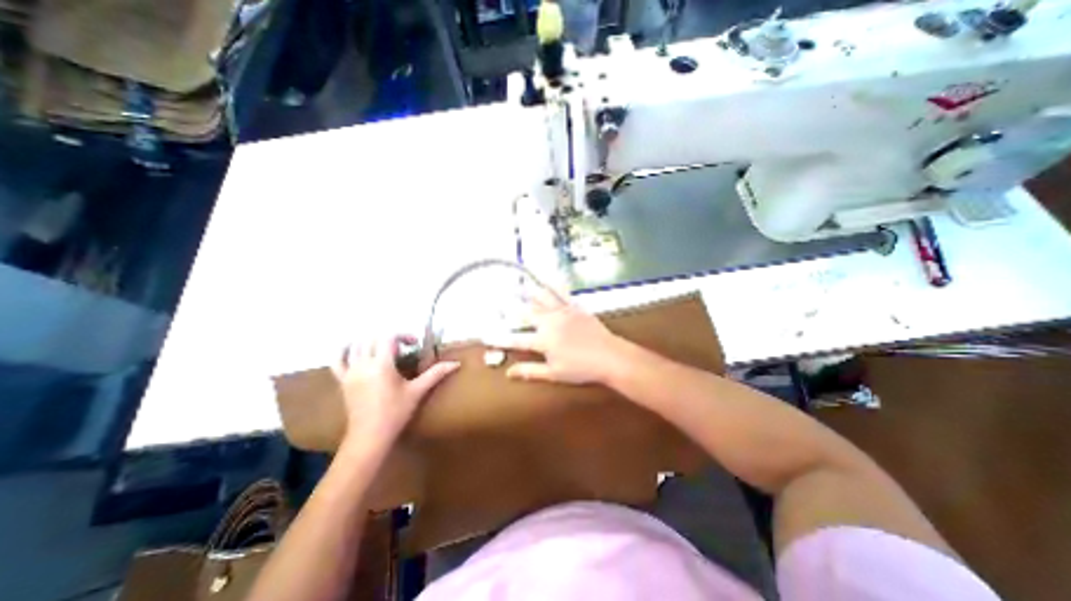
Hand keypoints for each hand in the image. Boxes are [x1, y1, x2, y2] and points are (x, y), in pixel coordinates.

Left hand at [332, 337, 458, 448]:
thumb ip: (436, 374)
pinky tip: (354, 350)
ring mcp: (350, 372)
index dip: (403, 335)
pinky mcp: (342, 380)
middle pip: (373, 338)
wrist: (370, 436)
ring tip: (384, 349)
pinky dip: (345, 350)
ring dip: (371, 341)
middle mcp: (363, 364)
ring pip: (355, 345)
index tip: (414, 344)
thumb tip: (457, 363)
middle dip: (390, 338)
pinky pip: (338, 360)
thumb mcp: (417, 391)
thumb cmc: (396, 413)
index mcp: (382, 364)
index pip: (389, 337)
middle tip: (403, 349)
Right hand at [502, 290, 629, 383]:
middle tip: (500, 301)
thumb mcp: (554, 374)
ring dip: (529, 292)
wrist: (610, 356)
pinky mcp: (575, 308)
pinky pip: (562, 294)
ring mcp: (563, 312)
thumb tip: (509, 373)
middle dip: (512, 308)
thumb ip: (530, 371)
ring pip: (542, 298)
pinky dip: (554, 285)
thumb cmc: (581, 368)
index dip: (500, 339)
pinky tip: (549, 279)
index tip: (487, 336)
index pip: (516, 340)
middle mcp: (550, 322)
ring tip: (519, 284)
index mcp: (544, 340)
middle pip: (527, 313)